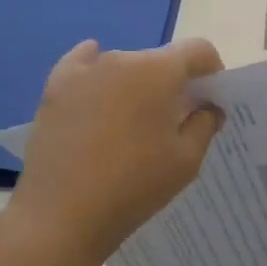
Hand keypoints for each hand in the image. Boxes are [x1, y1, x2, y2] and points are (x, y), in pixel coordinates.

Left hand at [8, 39, 225, 262]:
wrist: (62, 215)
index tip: (209, 101)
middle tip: (174, 121)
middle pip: (160, 60)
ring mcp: (84, 71)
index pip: (198, 50)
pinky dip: (96, 70)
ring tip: (131, 124)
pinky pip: (83, 63)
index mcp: (159, 71)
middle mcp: (122, 59)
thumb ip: (205, 124)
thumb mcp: (186, 161)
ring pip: (124, 65)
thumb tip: (207, 107)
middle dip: (173, 83)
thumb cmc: (134, 186)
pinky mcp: (55, 88)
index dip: (211, 71)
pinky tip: (98, 84)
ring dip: (137, 84)